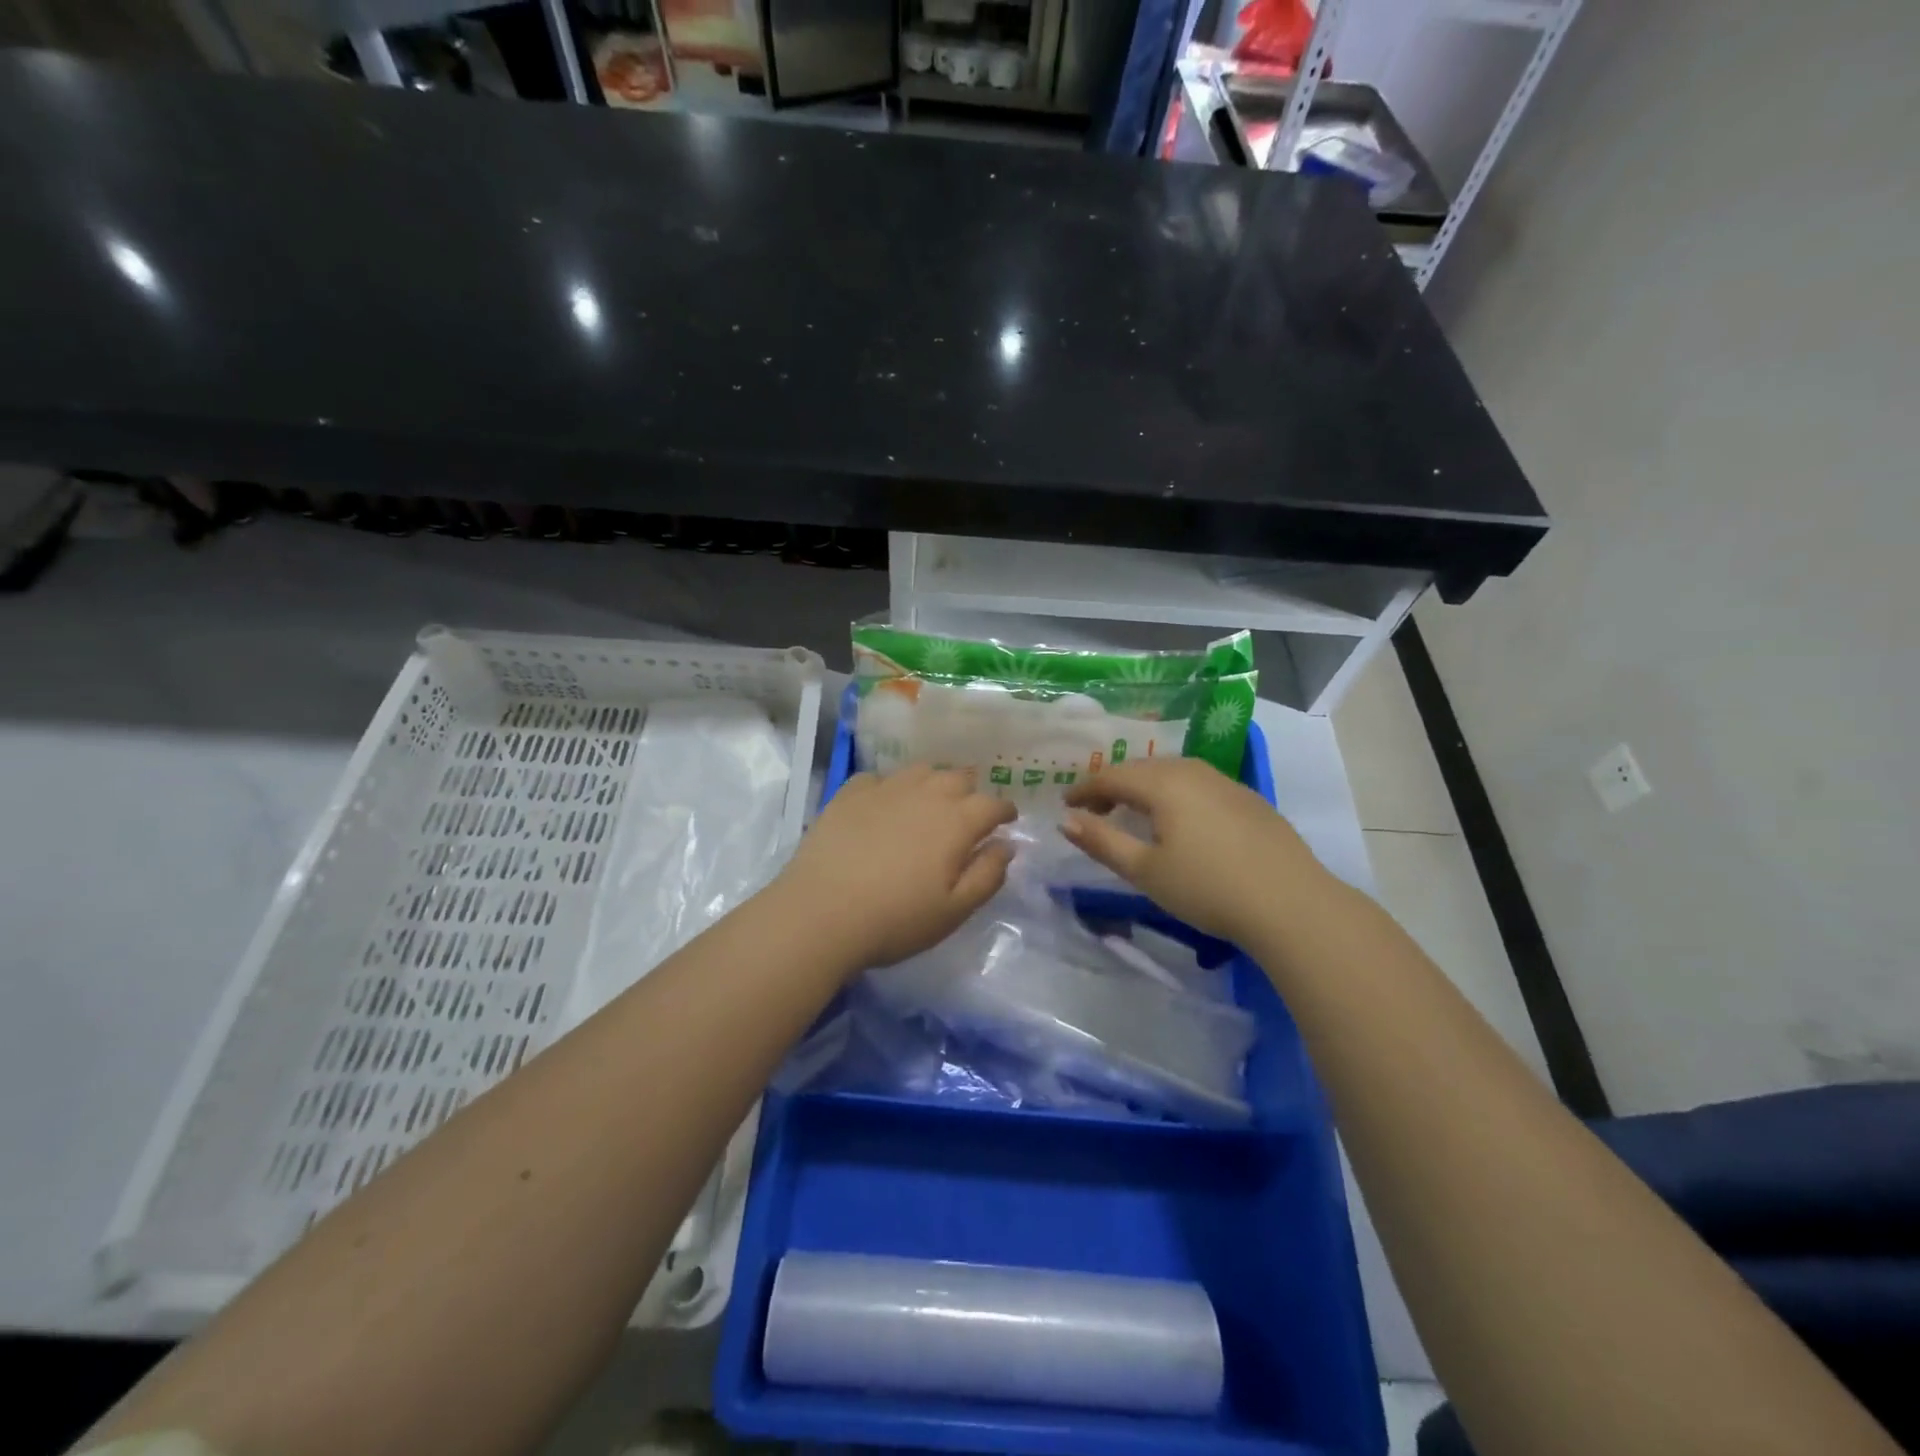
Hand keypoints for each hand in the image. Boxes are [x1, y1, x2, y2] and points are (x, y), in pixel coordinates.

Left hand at [778, 766, 1016, 969]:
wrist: (821, 913)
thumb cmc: (896, 919)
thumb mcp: (954, 910)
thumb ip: (988, 875)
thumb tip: (1006, 845)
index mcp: (957, 821)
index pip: (992, 804)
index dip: (1004, 811)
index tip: (1007, 820)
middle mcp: (925, 794)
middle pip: (958, 777)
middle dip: (971, 791)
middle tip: (969, 811)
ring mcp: (885, 789)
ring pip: (920, 771)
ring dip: (934, 782)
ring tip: (930, 801)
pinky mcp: (850, 793)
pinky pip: (879, 778)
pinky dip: (890, 787)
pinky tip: (884, 803)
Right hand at [1063, 757, 1328, 942]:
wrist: (1291, 904)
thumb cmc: (1207, 888)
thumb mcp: (1145, 871)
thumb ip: (1102, 842)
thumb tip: (1066, 821)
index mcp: (1164, 784)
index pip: (1112, 776)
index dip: (1085, 790)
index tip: (1066, 805)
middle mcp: (1193, 771)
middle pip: (1143, 769)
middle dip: (1114, 785)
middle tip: (1096, 810)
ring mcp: (1226, 782)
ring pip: (1173, 773)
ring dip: (1146, 788)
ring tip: (1134, 813)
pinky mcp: (1249, 799)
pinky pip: (1199, 784)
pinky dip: (1176, 794)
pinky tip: (1181, 820)